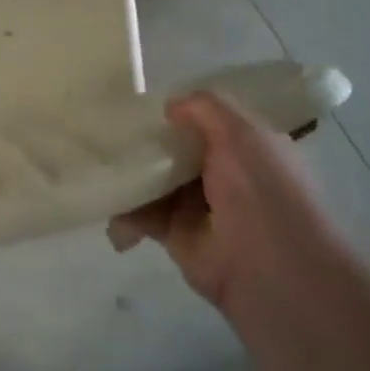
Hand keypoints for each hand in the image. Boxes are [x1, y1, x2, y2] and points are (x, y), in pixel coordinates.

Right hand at [108, 92, 347, 311]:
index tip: (138, 100)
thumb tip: (169, 106)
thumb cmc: (262, 191)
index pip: (205, 120)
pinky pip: (141, 215)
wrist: (272, 269)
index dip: (177, 110)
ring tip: (97, 164)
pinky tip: (108, 204)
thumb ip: (204, 109)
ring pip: (152, 181)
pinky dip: (123, 211)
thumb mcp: (241, 132)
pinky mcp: (175, 234)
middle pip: (173, 150)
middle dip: (143, 141)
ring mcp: (196, 205)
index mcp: (244, 146)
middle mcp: (221, 173)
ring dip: (128, 175)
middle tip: (104, 129)